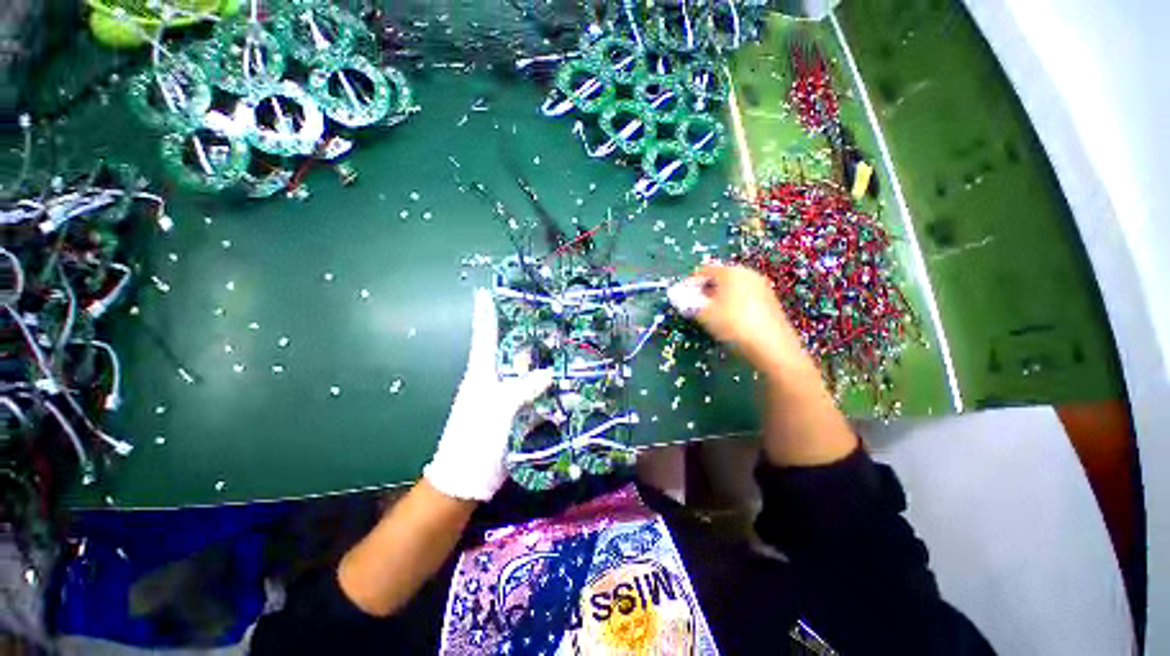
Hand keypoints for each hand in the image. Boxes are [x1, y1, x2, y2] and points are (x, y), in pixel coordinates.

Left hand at [423, 289, 552, 500]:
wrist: (466, 480)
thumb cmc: (473, 440)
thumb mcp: (497, 411)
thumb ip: (522, 389)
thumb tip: (548, 372)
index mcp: (482, 374)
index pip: (484, 336)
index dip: (485, 314)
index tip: (485, 292)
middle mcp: (494, 380)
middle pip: (510, 350)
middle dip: (524, 332)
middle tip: (543, 314)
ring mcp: (506, 397)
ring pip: (525, 371)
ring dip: (539, 360)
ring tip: (560, 342)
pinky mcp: (516, 412)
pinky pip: (533, 392)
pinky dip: (546, 385)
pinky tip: (563, 379)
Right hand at [669, 264, 809, 377]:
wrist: (773, 347)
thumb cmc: (734, 325)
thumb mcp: (704, 314)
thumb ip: (688, 303)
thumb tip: (677, 296)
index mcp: (731, 271)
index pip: (704, 270)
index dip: (690, 283)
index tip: (681, 297)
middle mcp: (748, 274)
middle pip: (720, 277)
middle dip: (704, 290)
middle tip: (694, 306)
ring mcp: (762, 287)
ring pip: (732, 288)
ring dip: (718, 298)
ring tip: (710, 315)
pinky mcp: (770, 301)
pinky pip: (744, 296)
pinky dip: (732, 303)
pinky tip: (729, 320)